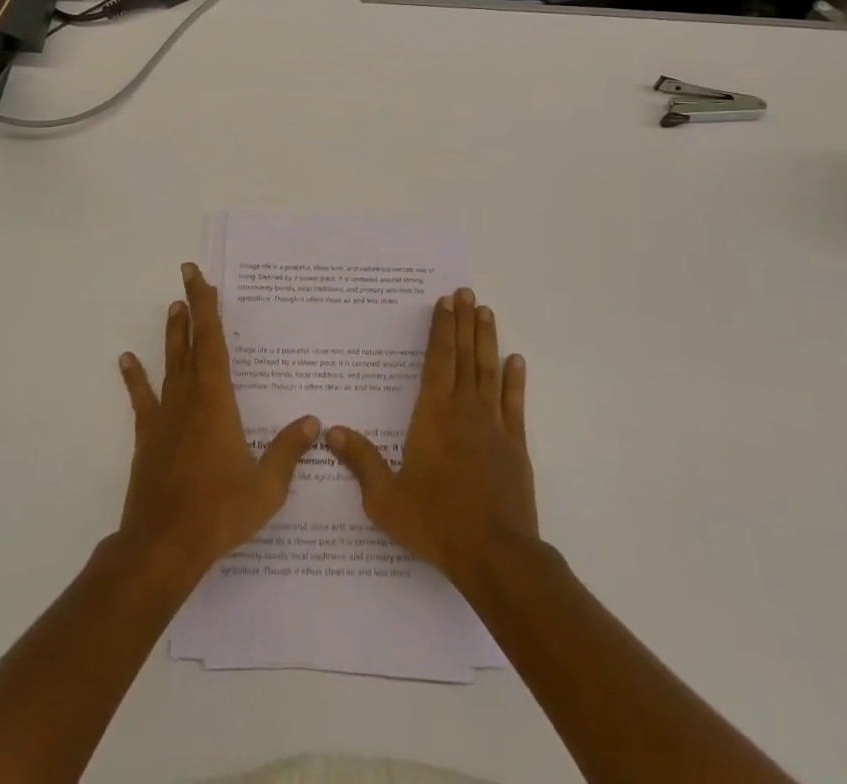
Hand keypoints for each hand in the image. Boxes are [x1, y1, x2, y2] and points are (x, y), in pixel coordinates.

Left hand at [116, 263, 320, 586]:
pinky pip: (142, 398)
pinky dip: (135, 378)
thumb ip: (288, 451)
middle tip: (188, 277)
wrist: (162, 547)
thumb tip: (314, 422)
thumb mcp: (267, 487)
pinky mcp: (148, 437)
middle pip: (190, 342)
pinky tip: (126, 360)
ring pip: (169, 364)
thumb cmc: (219, 512)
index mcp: (217, 400)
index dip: (206, 307)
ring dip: (172, 335)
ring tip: (172, 308)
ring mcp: (164, 416)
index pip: (212, 341)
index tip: (199, 277)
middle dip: (191, 308)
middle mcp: (188, 398)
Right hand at [326, 289, 535, 587]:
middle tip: (466, 292)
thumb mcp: (386, 499)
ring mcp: (493, 426)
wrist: (496, 556)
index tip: (445, 302)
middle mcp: (464, 410)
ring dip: (486, 339)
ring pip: (489, 371)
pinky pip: (514, 403)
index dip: (441, 329)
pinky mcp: (515, 445)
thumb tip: (330, 431)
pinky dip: (515, 380)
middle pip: (464, 356)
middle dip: (464, 322)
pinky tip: (516, 360)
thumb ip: (361, 461)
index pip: (437, 361)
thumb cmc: (436, 523)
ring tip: (486, 311)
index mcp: (432, 416)